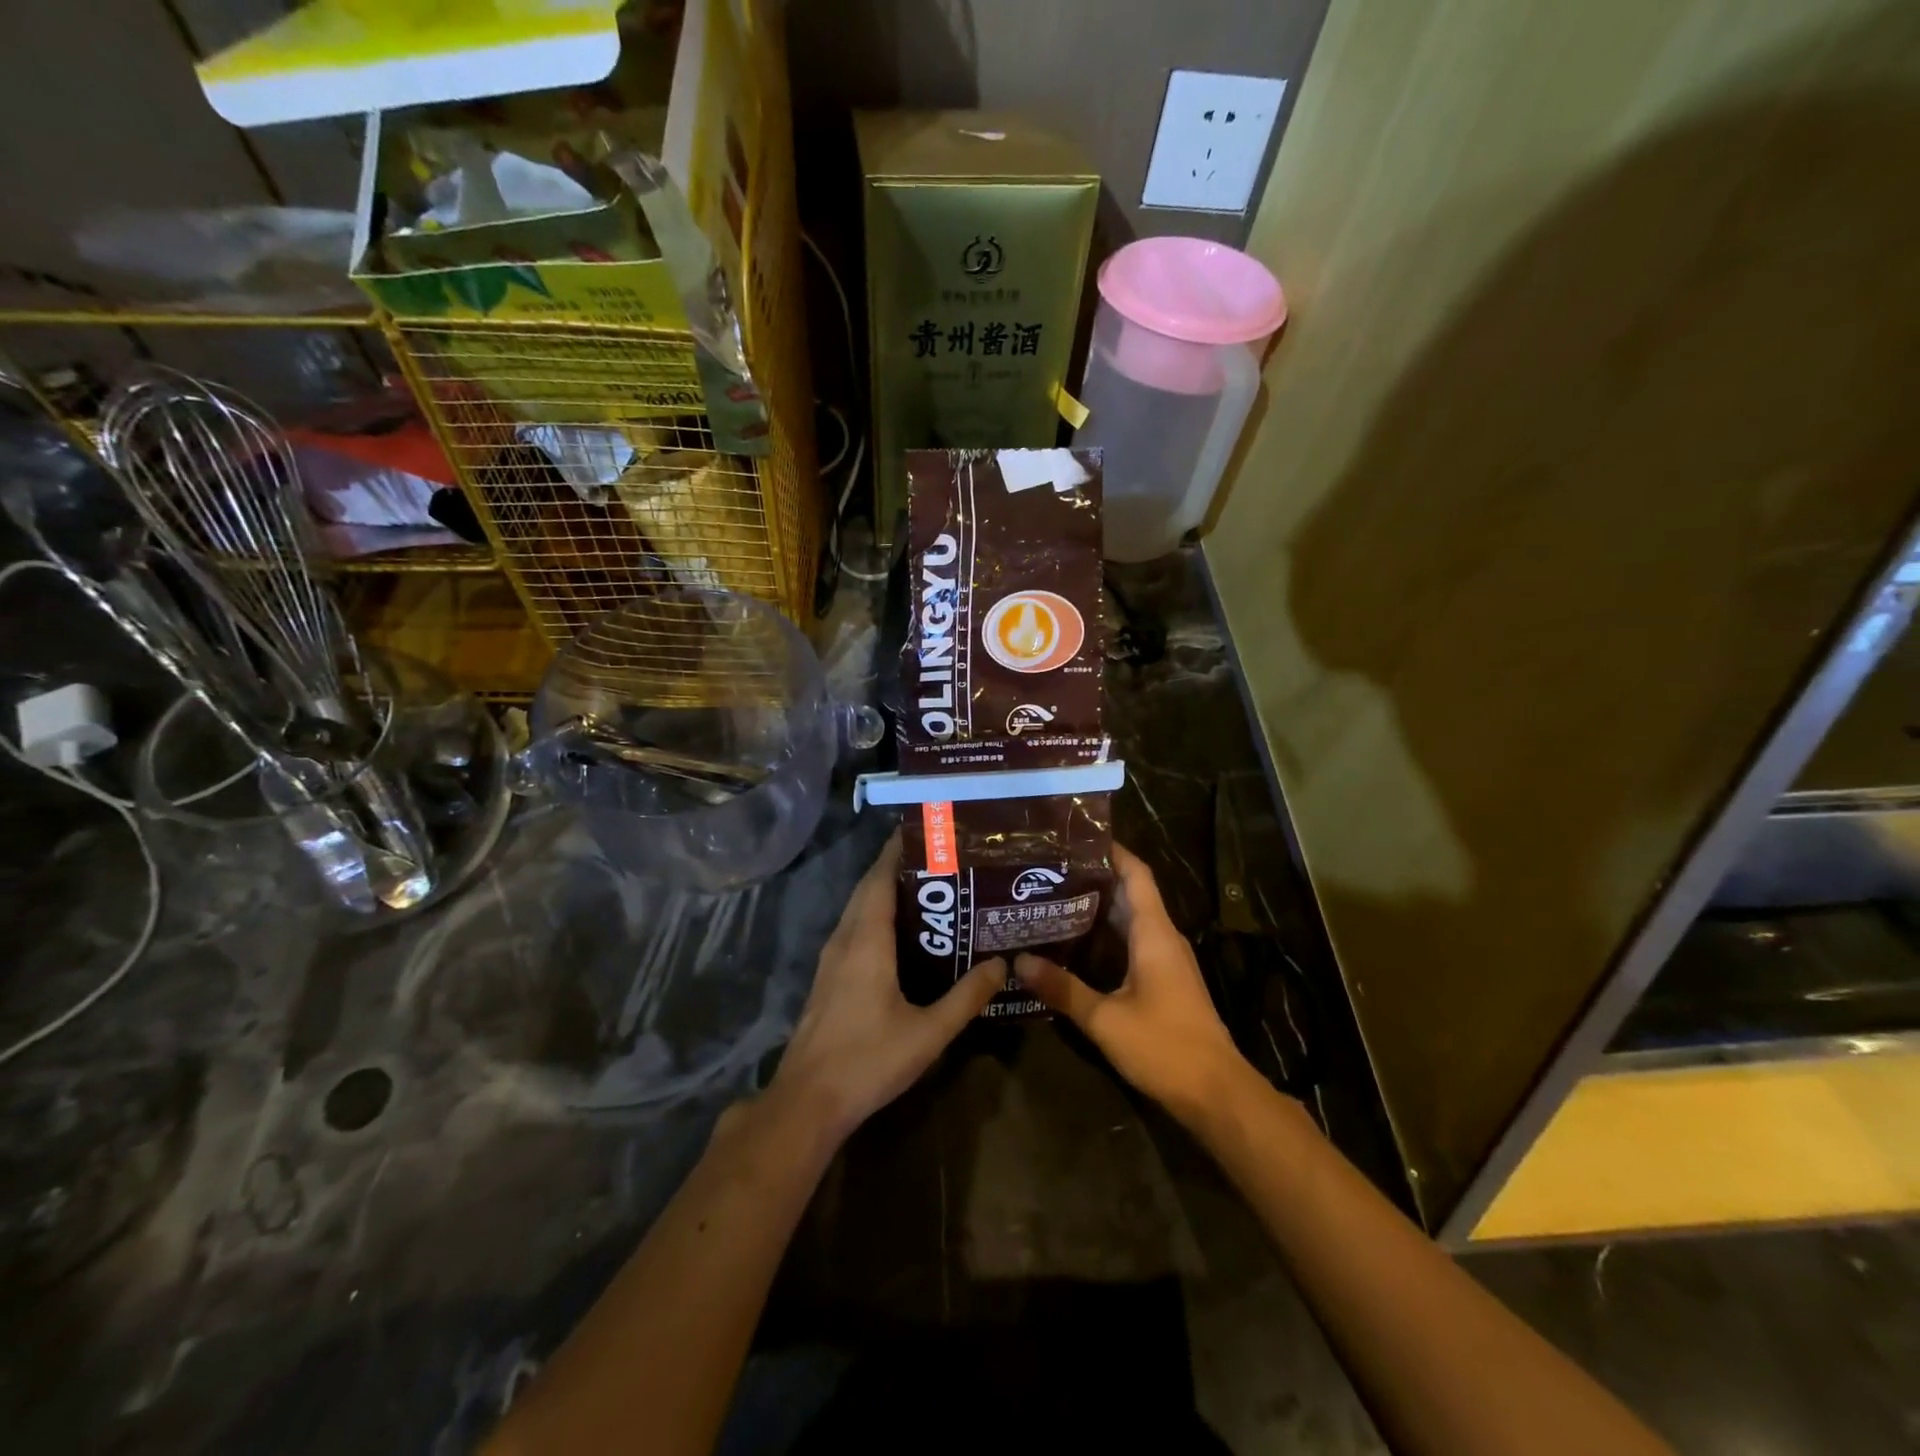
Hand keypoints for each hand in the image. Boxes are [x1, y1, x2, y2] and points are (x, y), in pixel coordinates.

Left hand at [765, 832, 1003, 1145]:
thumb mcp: (928, 1032)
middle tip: (939, 859)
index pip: (881, 878)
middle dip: (897, 867)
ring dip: (884, 891)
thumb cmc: (868, 1060)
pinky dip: (875, 916)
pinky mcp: (827, 978)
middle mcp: (844, 939)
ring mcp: (830, 959)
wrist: (808, 1101)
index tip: (926, 831)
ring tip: (926, 889)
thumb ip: (966, 997)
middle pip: (868, 888)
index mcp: (867, 940)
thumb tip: (1001, 964)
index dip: (898, 851)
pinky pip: (852, 930)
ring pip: (858, 909)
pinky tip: (900, 934)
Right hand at [1015, 843, 1253, 1123]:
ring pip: (1130, 920)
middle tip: (1047, 871)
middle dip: (1092, 878)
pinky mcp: (1165, 981)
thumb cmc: (1164, 1046)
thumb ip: (1062, 988)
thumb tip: (1019, 961)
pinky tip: (1075, 945)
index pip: (1136, 874)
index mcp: (1154, 932)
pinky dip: (1105, 936)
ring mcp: (1166, 960)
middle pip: (1129, 893)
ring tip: (1052, 900)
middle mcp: (1163, 937)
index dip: (1112, 851)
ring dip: (1096, 909)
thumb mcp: (1105, 1019)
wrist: (1217, 1093)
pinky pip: (1132, 943)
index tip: (1076, 837)